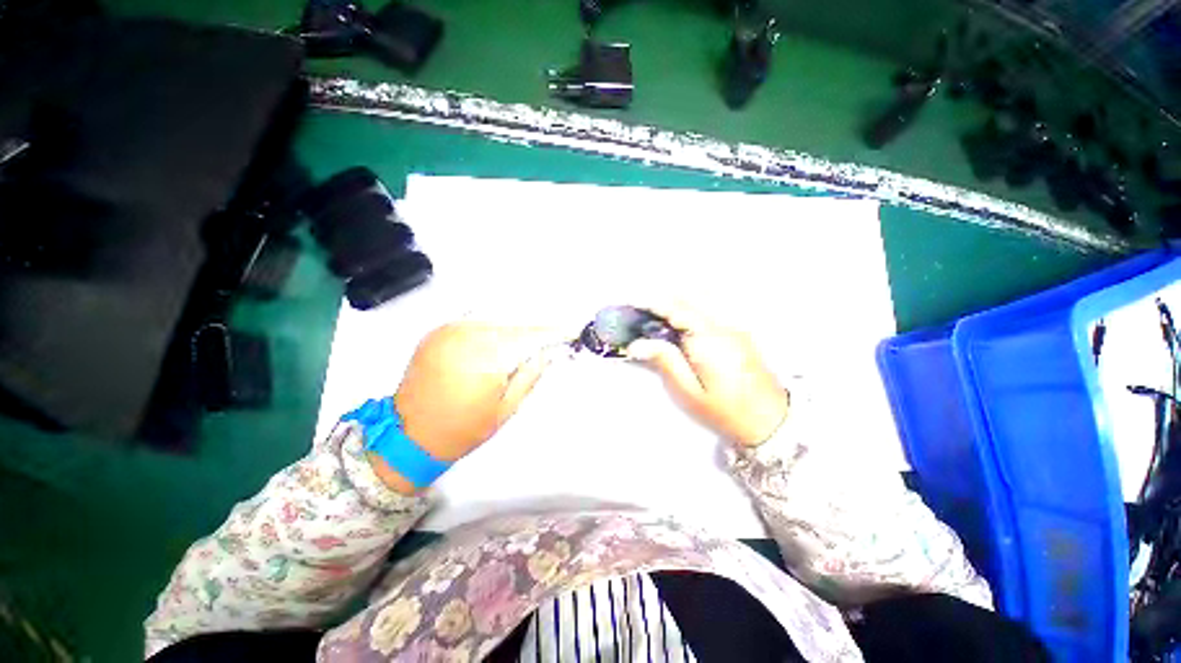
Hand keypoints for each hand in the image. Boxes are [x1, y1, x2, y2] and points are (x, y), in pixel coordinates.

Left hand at [371, 322, 570, 492]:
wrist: (409, 436)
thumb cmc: (463, 429)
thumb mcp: (506, 409)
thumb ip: (529, 375)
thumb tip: (544, 352)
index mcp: (487, 359)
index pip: (529, 336)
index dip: (551, 333)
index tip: (569, 332)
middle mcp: (467, 337)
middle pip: (513, 326)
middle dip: (531, 334)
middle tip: (544, 344)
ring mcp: (449, 331)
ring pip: (494, 322)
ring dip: (511, 332)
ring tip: (519, 348)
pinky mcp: (437, 332)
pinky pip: (474, 323)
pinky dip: (489, 330)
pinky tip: (493, 345)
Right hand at [627, 303, 788, 446]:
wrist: (771, 419)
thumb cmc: (725, 410)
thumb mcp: (689, 392)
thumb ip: (665, 361)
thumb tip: (636, 344)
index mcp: (708, 339)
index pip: (676, 309)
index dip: (651, 302)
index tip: (631, 301)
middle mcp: (723, 325)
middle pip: (689, 297)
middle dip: (662, 298)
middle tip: (641, 310)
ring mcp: (734, 325)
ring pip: (702, 297)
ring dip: (677, 299)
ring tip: (658, 313)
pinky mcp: (739, 330)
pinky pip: (712, 306)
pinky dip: (692, 304)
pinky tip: (682, 319)